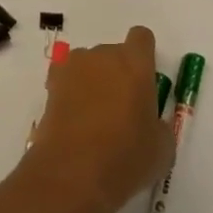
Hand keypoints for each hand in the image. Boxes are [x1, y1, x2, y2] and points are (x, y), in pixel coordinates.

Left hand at [25, 26, 174, 212]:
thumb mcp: (161, 149)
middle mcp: (104, 55)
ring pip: (89, 65)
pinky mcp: (51, 84)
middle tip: (120, 111)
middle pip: (114, 53)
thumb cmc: (125, 158)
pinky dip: (70, 92)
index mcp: (136, 64)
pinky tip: (73, 119)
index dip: (144, 56)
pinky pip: (66, 78)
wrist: (72, 174)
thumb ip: (159, 125)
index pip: (142, 38)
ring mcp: (74, 66)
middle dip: (118, 74)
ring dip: (93, 81)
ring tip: (93, 119)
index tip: (144, 83)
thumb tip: (149, 122)